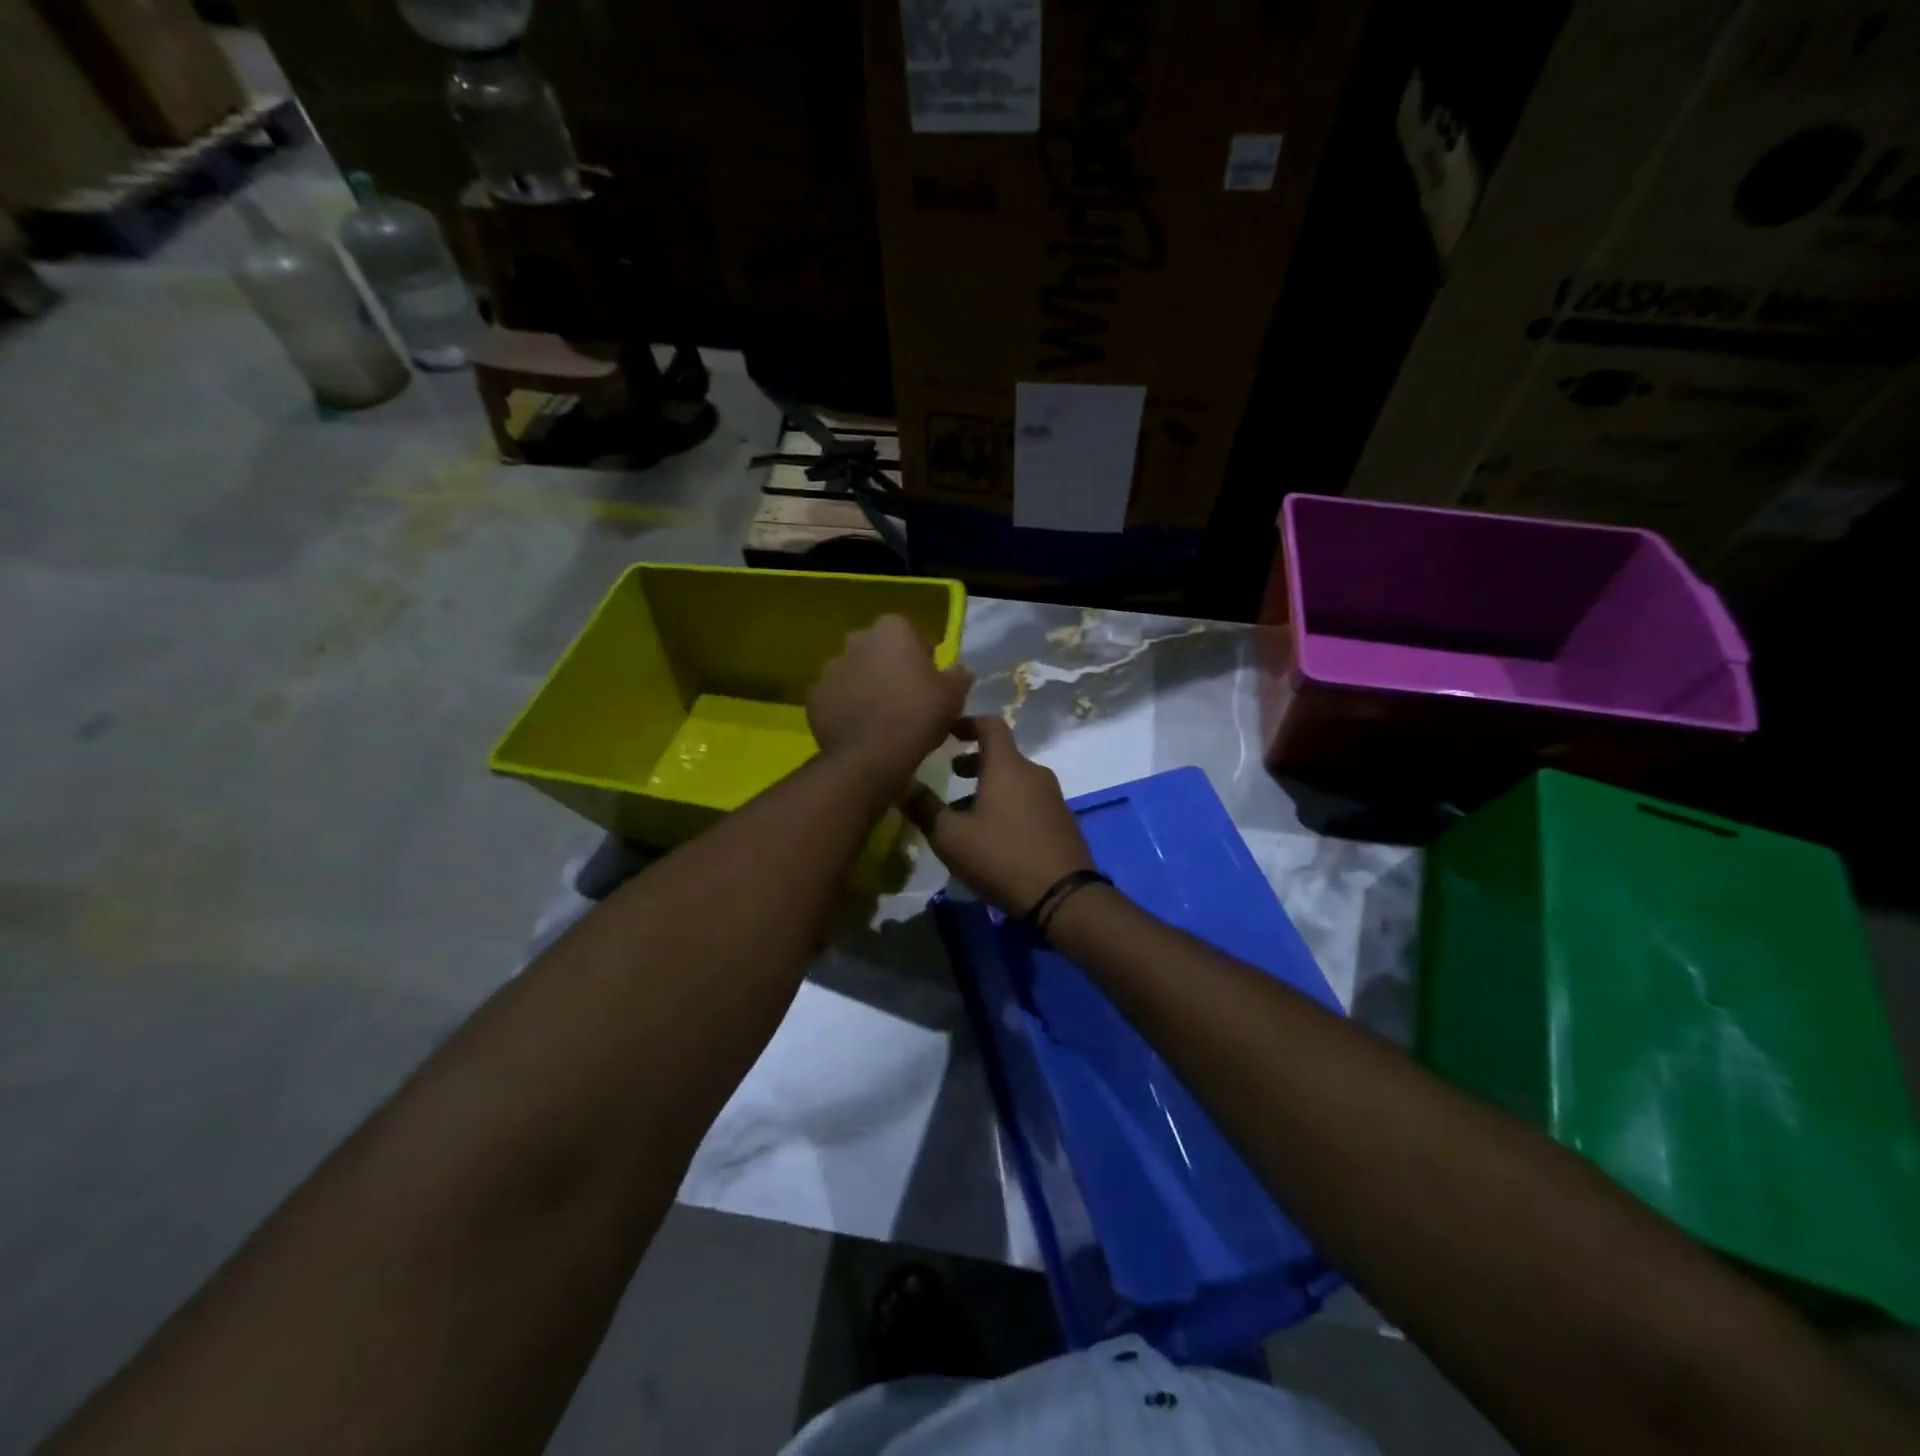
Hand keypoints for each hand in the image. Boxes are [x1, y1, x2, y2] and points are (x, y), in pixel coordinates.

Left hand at [808, 615, 972, 784]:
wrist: (872, 755)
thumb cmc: (919, 715)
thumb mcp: (954, 695)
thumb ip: (959, 675)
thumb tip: (960, 671)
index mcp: (892, 629)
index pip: (912, 635)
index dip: (923, 658)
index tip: (929, 682)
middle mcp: (857, 640)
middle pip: (879, 651)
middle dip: (889, 667)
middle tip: (905, 698)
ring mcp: (830, 667)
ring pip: (854, 673)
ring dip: (865, 686)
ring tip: (880, 717)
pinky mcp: (814, 696)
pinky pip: (835, 698)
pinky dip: (845, 708)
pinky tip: (860, 729)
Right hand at [905, 715, 1095, 915]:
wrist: (1063, 897)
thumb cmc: (1002, 857)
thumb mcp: (951, 836)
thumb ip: (925, 808)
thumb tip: (904, 785)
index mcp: (1007, 766)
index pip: (990, 724)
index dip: (966, 723)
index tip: (947, 733)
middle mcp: (1034, 773)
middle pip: (1002, 755)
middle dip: (973, 761)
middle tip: (950, 775)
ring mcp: (1052, 797)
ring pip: (1014, 781)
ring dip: (988, 788)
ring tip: (964, 813)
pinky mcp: (1062, 821)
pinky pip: (1028, 801)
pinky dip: (1007, 805)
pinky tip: (992, 835)